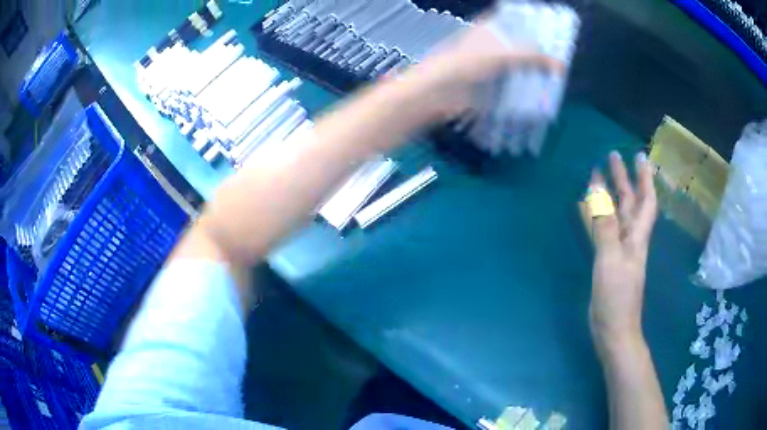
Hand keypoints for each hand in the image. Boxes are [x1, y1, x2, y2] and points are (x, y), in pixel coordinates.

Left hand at [399, 22, 564, 120]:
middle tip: (560, 56)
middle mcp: (488, 45)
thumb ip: (530, 56)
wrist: (438, 93)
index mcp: (486, 29)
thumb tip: (560, 65)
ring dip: (531, 72)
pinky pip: (510, 86)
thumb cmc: (465, 64)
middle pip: (515, 43)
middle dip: (535, 49)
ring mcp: (488, 66)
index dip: (527, 21)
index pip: (509, 18)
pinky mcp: (488, 86)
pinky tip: (540, 95)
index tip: (549, 27)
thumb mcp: (501, 55)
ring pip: (514, 66)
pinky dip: (523, 89)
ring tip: (556, 76)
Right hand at [589, 151, 657, 358]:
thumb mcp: (611, 259)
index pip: (646, 200)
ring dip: (607, 195)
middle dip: (622, 179)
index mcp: (636, 236)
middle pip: (628, 203)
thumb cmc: (617, 297)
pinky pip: (599, 231)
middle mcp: (629, 238)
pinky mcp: (605, 260)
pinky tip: (584, 208)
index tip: (638, 156)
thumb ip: (604, 225)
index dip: (645, 178)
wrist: (612, 329)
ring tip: (596, 175)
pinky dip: (593, 218)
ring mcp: (616, 249)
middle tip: (611, 156)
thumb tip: (597, 190)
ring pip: (613, 215)